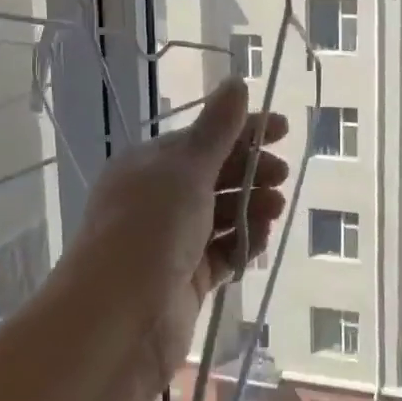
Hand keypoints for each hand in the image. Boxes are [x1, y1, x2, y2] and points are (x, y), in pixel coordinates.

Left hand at [63, 78, 288, 390]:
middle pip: (214, 176)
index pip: (204, 138)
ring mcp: (171, 241)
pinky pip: (222, 253)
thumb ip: (217, 129)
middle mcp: (157, 199)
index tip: (283, 130)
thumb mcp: (185, 170)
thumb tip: (237, 82)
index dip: (244, 131)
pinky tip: (259, 241)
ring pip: (221, 216)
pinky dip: (242, 245)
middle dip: (250, 172)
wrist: (117, 319)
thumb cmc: (149, 229)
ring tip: (275, 208)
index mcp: (149, 165)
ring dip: (250, 208)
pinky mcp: (186, 280)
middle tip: (281, 175)